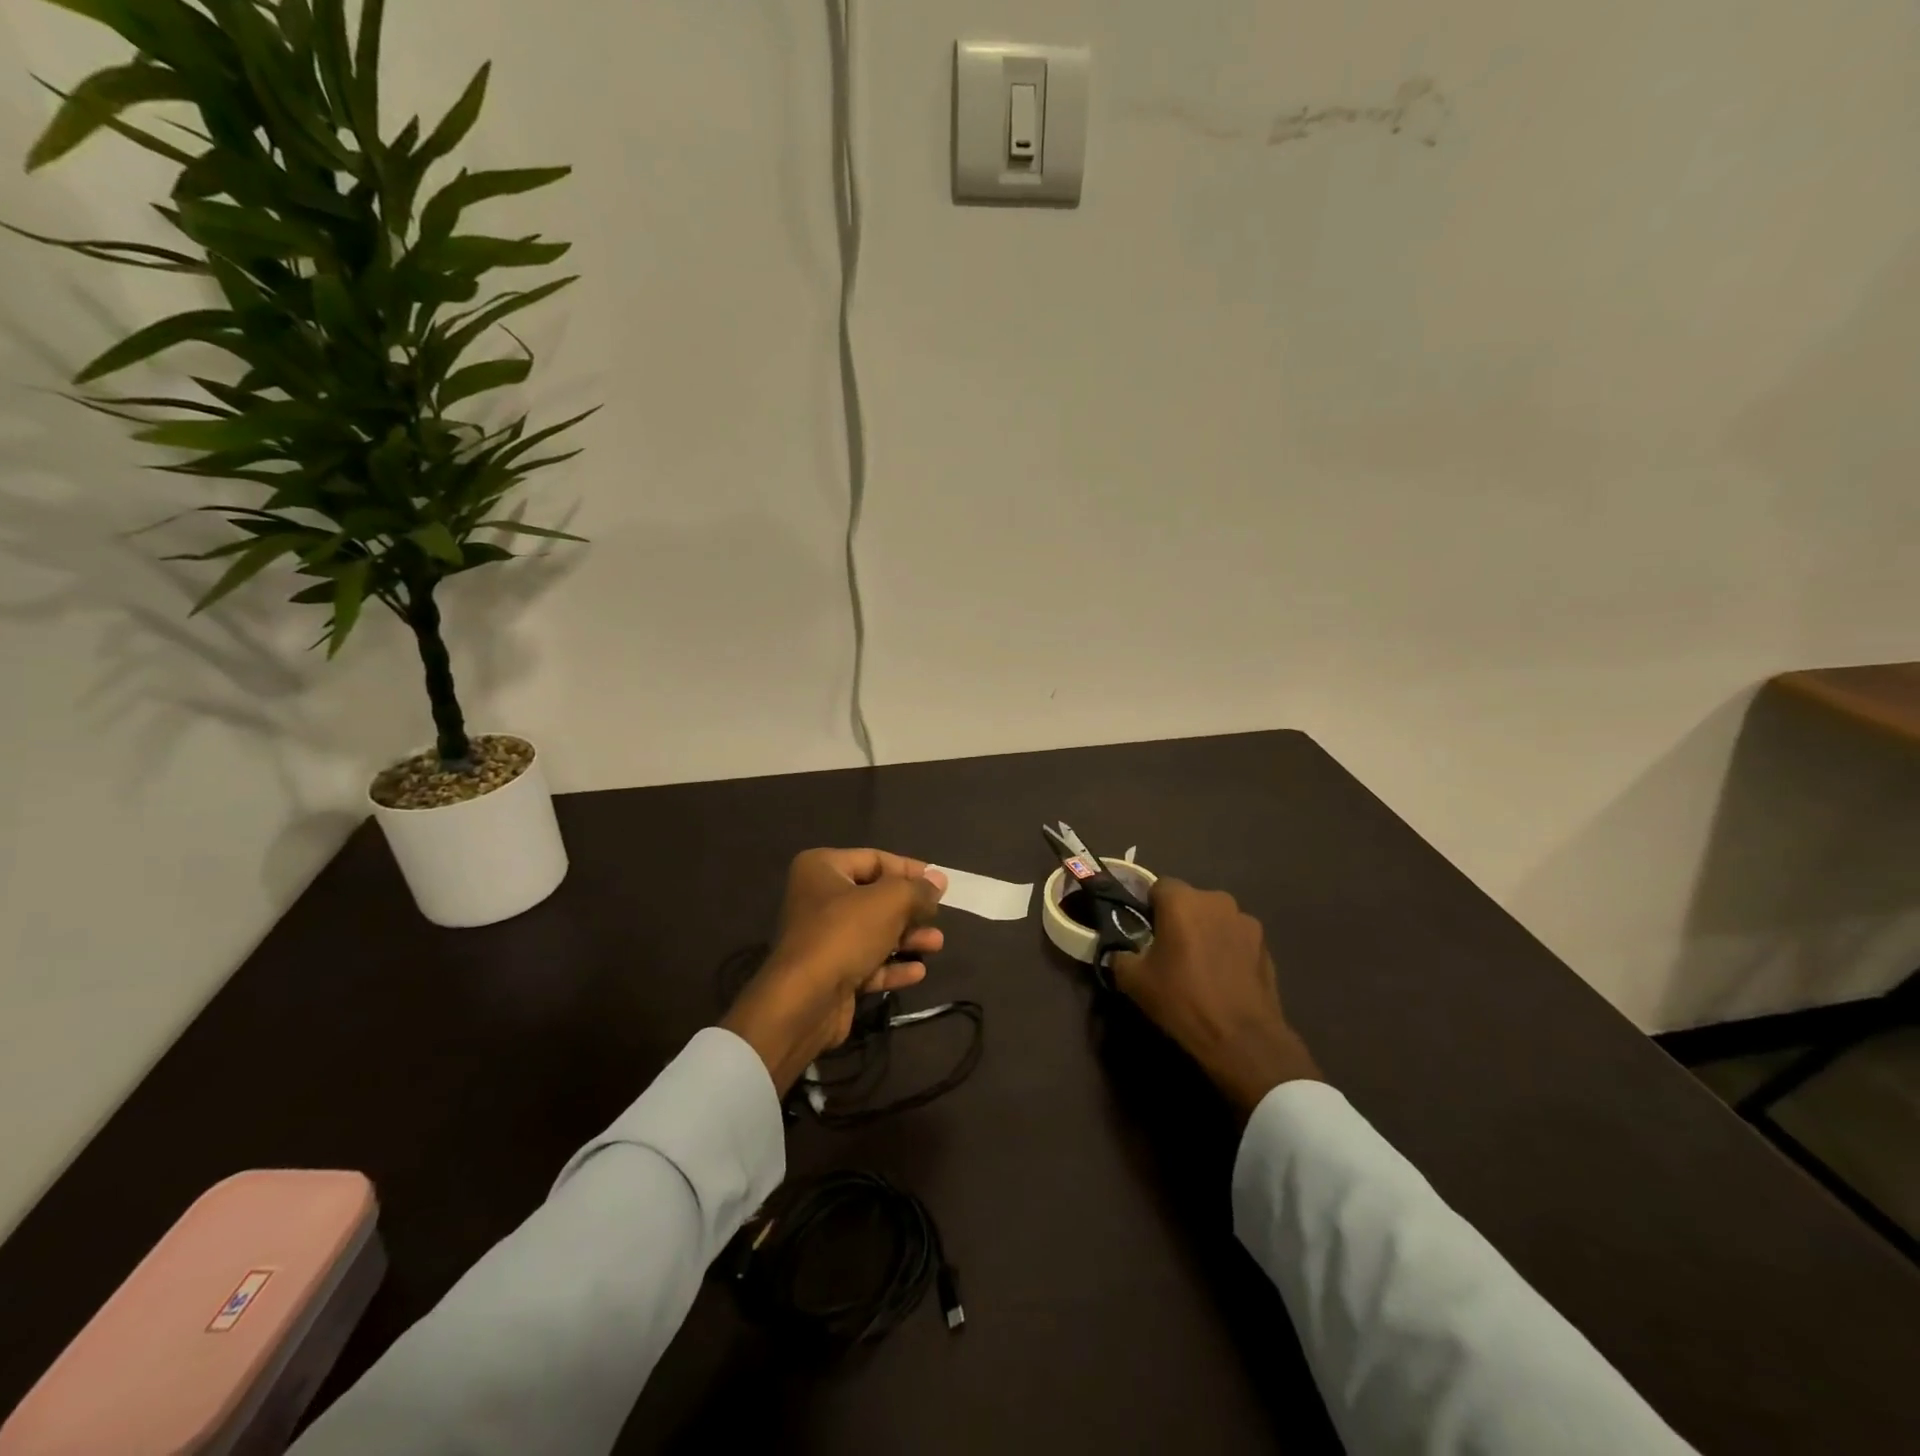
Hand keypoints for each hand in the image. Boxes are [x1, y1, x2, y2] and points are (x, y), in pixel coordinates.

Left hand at [721, 849, 947, 1095]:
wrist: (804, 1001)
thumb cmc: (845, 934)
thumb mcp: (890, 902)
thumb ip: (918, 890)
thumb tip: (939, 880)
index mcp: (822, 868)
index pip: (875, 859)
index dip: (909, 870)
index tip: (939, 883)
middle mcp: (819, 898)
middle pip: (876, 897)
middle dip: (910, 909)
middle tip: (937, 916)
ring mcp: (823, 938)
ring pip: (874, 932)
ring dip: (907, 938)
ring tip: (936, 944)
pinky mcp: (830, 973)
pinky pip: (868, 963)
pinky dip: (892, 966)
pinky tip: (917, 972)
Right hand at [1108, 879, 1320, 1118]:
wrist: (1242, 1039)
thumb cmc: (1182, 1000)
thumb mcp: (1133, 980)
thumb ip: (1120, 955)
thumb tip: (1121, 952)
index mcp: (1182, 901)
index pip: (1158, 886)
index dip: (1149, 907)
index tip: (1144, 932)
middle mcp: (1216, 900)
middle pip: (1189, 901)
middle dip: (1179, 919)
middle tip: (1169, 951)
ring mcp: (1246, 921)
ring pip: (1215, 918)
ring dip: (1205, 932)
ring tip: (1200, 966)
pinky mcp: (1265, 944)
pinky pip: (1236, 938)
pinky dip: (1228, 949)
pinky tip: (1223, 978)